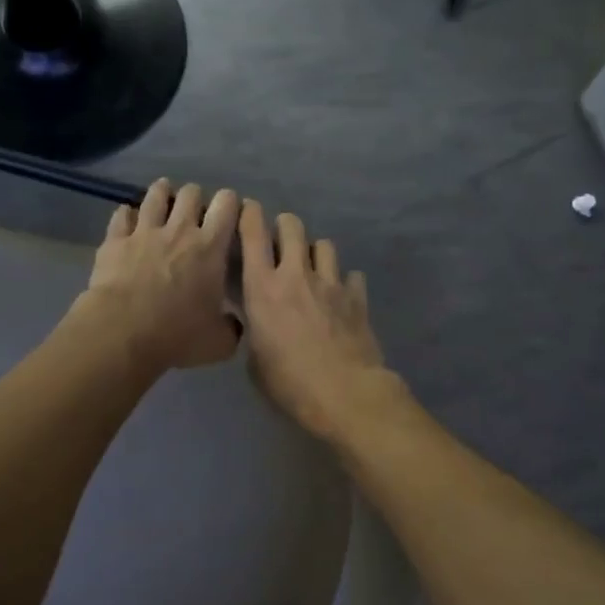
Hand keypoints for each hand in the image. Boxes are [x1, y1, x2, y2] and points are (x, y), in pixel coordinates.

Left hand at [79, 179, 241, 374]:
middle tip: (195, 212)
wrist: (122, 332)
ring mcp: (144, 231)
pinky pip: (121, 215)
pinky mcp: (115, 240)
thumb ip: (232, 328)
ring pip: (156, 195)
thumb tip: (234, 324)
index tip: (230, 214)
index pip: (228, 205)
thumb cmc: (176, 334)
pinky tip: (128, 218)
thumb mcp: (218, 343)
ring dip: (162, 193)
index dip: (231, 203)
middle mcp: (179, 230)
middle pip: (191, 193)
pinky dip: (127, 214)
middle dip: (196, 198)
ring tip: (164, 197)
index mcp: (210, 247)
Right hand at [238, 202, 396, 439]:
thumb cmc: (288, 382)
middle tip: (280, 242)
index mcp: (262, 288)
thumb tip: (259, 322)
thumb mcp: (255, 359)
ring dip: (314, 252)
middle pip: (292, 226)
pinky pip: (351, 275)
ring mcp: (330, 283)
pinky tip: (341, 296)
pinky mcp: (357, 297)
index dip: (249, 215)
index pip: (253, 234)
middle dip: (284, 227)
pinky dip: (344, 281)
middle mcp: (296, 275)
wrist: (344, 393)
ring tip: (312, 269)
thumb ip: (256, 329)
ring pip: (324, 244)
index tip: (247, 211)